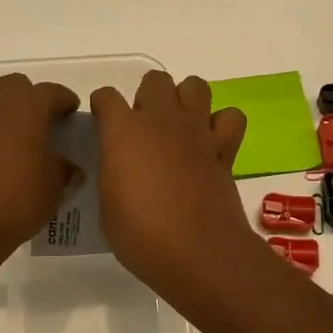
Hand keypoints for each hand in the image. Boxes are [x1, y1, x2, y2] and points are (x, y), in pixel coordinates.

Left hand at [0, 72, 79, 261]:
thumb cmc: (17, 199)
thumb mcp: (54, 187)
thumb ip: (62, 169)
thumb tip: (68, 167)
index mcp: (29, 104)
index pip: (53, 92)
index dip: (64, 102)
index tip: (70, 115)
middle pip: (14, 84)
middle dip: (26, 99)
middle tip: (35, 125)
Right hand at [91, 71, 256, 296]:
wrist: (198, 252)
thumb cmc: (141, 235)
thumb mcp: (107, 206)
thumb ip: (112, 174)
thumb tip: (118, 168)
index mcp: (123, 132)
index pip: (106, 97)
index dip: (102, 107)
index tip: (102, 124)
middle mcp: (161, 121)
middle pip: (155, 80)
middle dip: (147, 97)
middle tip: (144, 128)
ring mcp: (197, 132)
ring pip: (195, 86)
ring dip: (185, 100)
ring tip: (178, 127)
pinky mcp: (224, 149)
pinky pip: (230, 118)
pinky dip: (222, 125)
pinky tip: (210, 143)